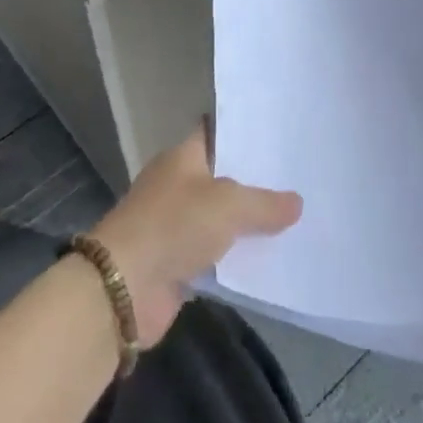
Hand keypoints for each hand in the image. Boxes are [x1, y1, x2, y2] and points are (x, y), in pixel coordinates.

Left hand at [90, 125, 300, 345]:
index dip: (245, 134)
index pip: (216, 133)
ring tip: (294, 219)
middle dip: (256, 181)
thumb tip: (297, 203)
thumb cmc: (174, 225)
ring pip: (220, 219)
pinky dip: (236, 259)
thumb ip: (265, 203)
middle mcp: (178, 185)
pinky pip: (215, 255)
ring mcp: (175, 226)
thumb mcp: (228, 205)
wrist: (124, 288)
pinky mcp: (177, 264)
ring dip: (248, 224)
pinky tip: (271, 259)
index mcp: (182, 158)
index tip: (280, 135)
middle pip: (222, 177)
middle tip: (299, 179)